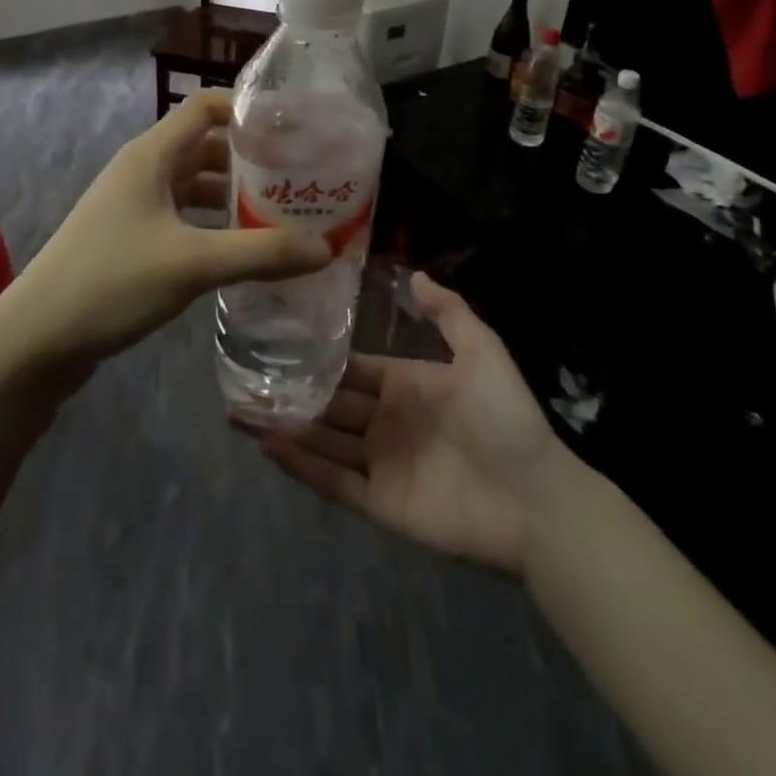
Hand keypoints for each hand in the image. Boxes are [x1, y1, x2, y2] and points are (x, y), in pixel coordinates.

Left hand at [0, 92, 332, 380]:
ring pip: (196, 186)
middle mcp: (143, 171)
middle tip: (300, 178)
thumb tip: (326, 247)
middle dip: (252, 159)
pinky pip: (184, 219)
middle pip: (206, 147)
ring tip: (284, 215)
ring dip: (235, 196)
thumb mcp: (192, 264)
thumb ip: (261, 253)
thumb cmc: (111, 282)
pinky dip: (214, 226)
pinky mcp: (131, 240)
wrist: (35, 339)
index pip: (206, 107)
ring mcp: (134, 207)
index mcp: (152, 156)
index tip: (294, 129)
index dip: (248, 110)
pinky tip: (244, 251)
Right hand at [247, 274, 566, 574]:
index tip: (278, 342)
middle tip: (244, 378)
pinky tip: (269, 446)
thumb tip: (413, 272)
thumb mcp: (481, 350)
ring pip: (323, 441)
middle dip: (291, 393)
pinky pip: (334, 481)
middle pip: (330, 404)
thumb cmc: (504, 417)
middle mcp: (386, 421)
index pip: (352, 369)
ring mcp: (381, 463)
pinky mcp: (380, 503)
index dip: (319, 358)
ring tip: (240, 410)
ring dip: (285, 427)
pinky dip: (302, 466)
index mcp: (406, 385)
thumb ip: (447, 311)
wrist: (535, 499)